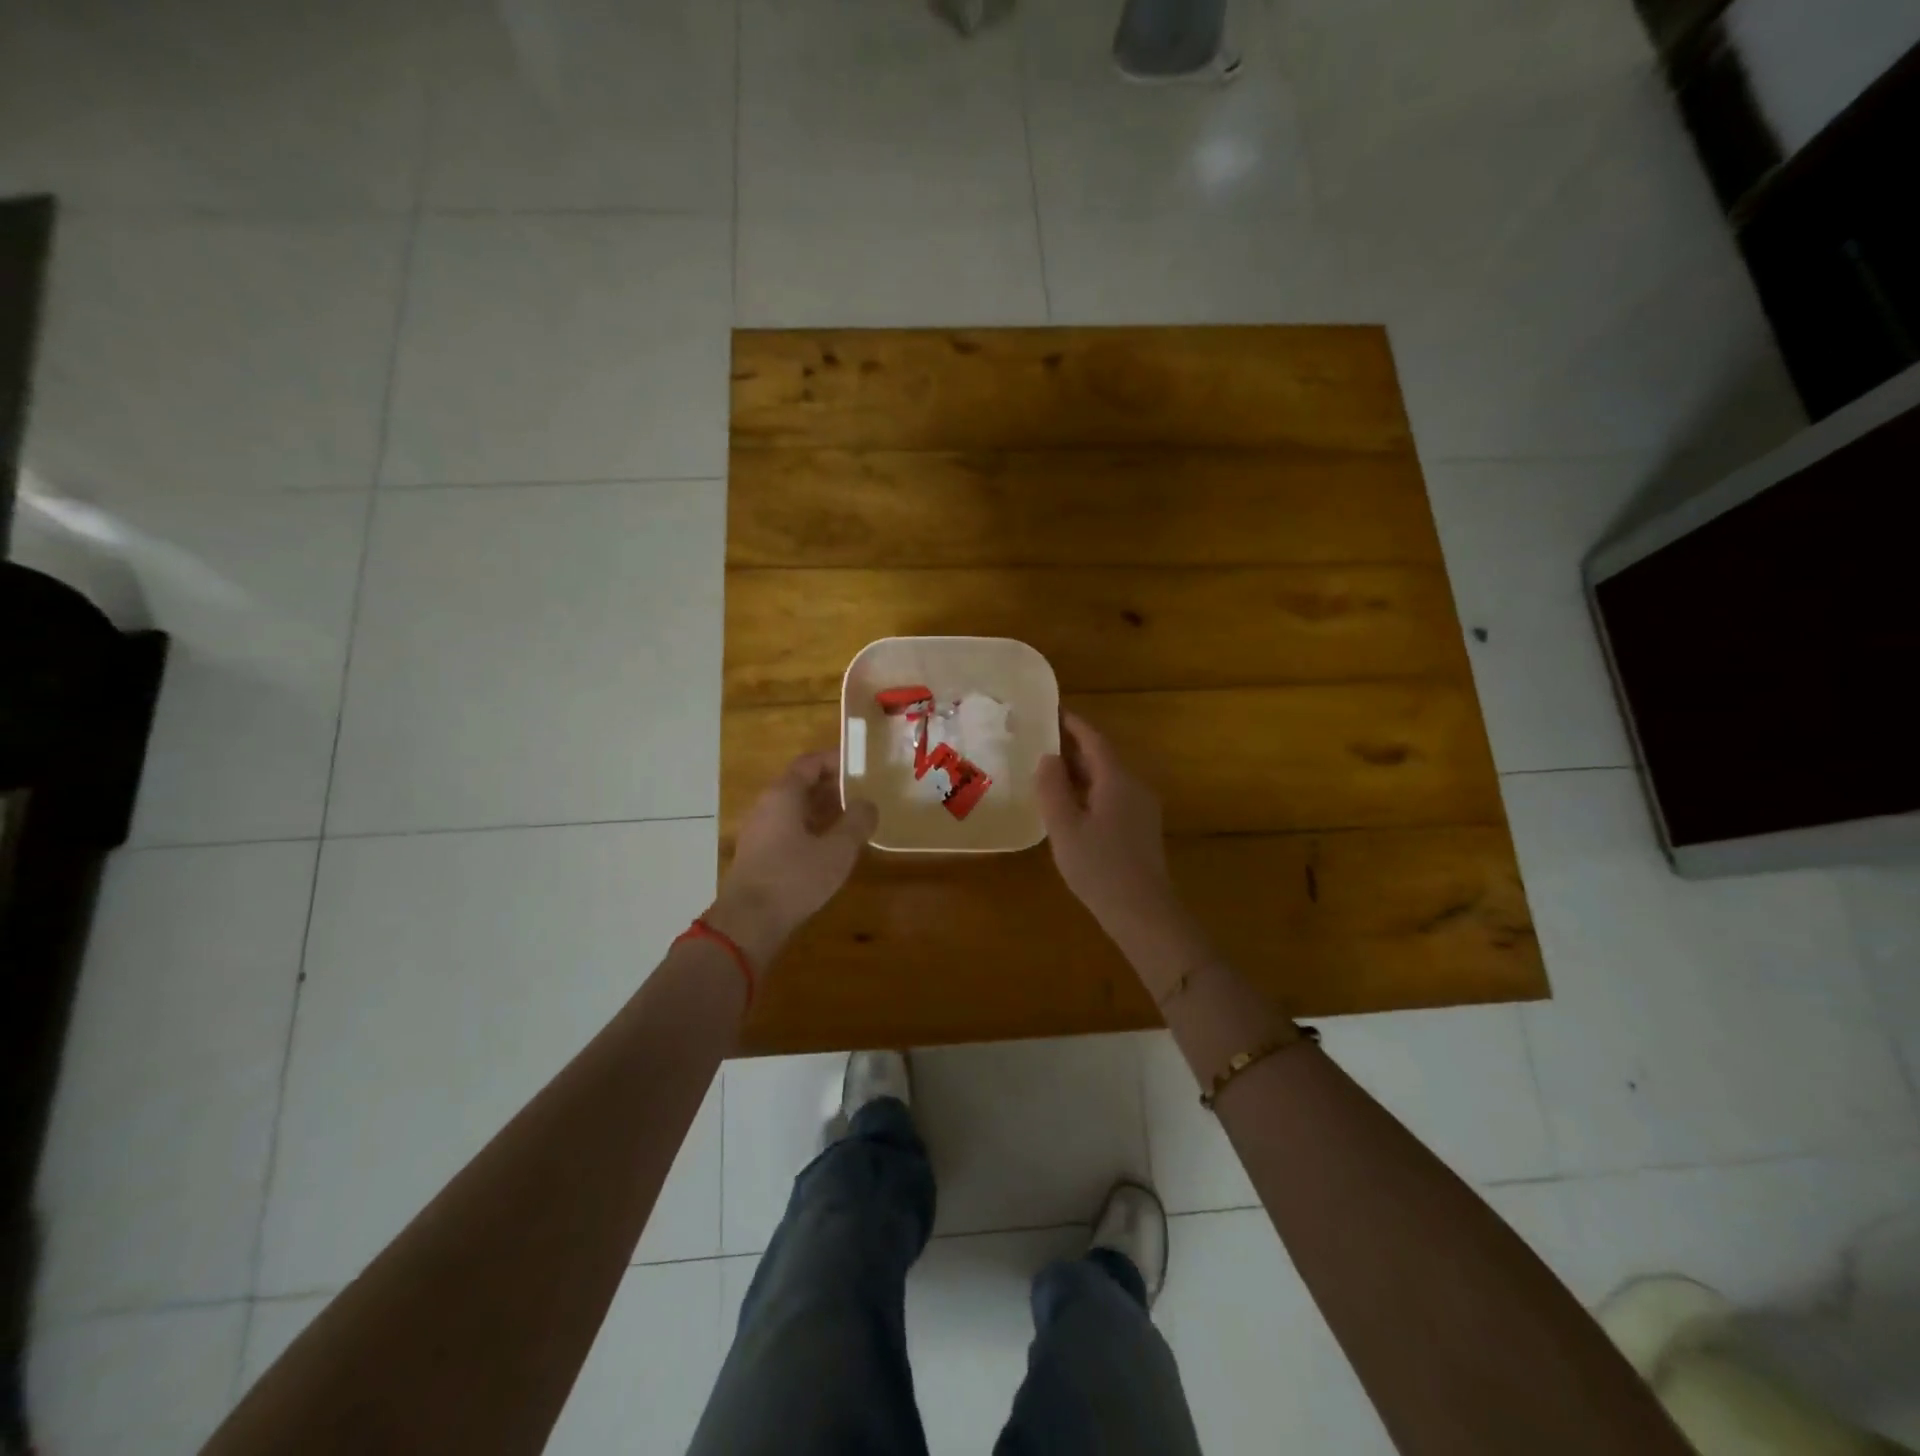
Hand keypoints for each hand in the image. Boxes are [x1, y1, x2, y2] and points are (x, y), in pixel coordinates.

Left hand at [707, 750, 877, 970]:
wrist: (748, 923)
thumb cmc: (794, 878)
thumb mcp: (837, 850)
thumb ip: (857, 822)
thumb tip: (868, 804)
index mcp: (783, 794)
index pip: (810, 762)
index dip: (836, 760)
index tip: (861, 766)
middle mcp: (767, 805)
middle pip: (801, 783)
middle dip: (833, 786)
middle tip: (863, 793)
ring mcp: (759, 830)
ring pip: (794, 808)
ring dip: (823, 809)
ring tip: (853, 819)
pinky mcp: (758, 853)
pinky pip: (787, 828)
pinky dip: (810, 827)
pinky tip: (830, 846)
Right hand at [1035, 712, 1204, 972]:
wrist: (1143, 913)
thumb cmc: (1099, 867)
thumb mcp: (1065, 827)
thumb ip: (1052, 788)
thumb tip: (1048, 757)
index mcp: (1116, 779)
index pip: (1093, 739)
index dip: (1071, 723)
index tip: (1049, 710)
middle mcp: (1134, 786)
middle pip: (1102, 756)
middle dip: (1072, 745)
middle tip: (1039, 739)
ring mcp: (1141, 808)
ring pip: (1107, 777)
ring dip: (1079, 769)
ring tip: (1047, 769)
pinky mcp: (1141, 828)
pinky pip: (1112, 795)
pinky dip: (1088, 790)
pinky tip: (1069, 804)